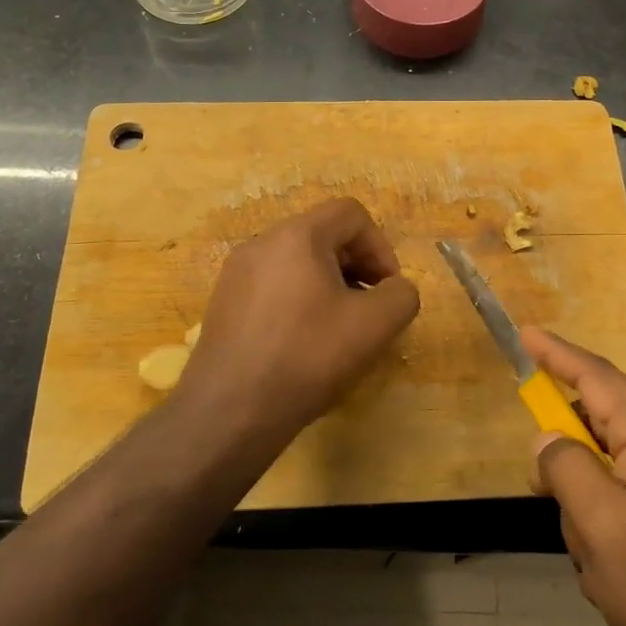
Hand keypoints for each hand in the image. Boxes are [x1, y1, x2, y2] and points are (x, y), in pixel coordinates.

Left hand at [181, 198, 420, 431]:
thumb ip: (401, 295)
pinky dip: (299, 301)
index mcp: (297, 235)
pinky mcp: (223, 303)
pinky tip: (303, 344)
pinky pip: (273, 285)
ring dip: (329, 285)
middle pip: (323, 235)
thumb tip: (395, 289)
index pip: (351, 213)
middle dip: (357, 266)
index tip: (387, 290)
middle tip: (369, 309)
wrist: (229, 411)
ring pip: (297, 262)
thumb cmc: (307, 357)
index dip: (381, 247)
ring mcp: (236, 273)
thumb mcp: (374, 326)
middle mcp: (261, 242)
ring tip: (338, 329)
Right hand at [523, 328, 625, 625]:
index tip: (525, 335)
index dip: (558, 354)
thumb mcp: (604, 527)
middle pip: (596, 427)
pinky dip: (600, 534)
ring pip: (601, 474)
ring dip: (584, 512)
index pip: (597, 378)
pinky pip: (616, 507)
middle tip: (546, 493)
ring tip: (597, 562)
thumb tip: (546, 437)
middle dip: (566, 463)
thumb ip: (567, 470)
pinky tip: (610, 578)